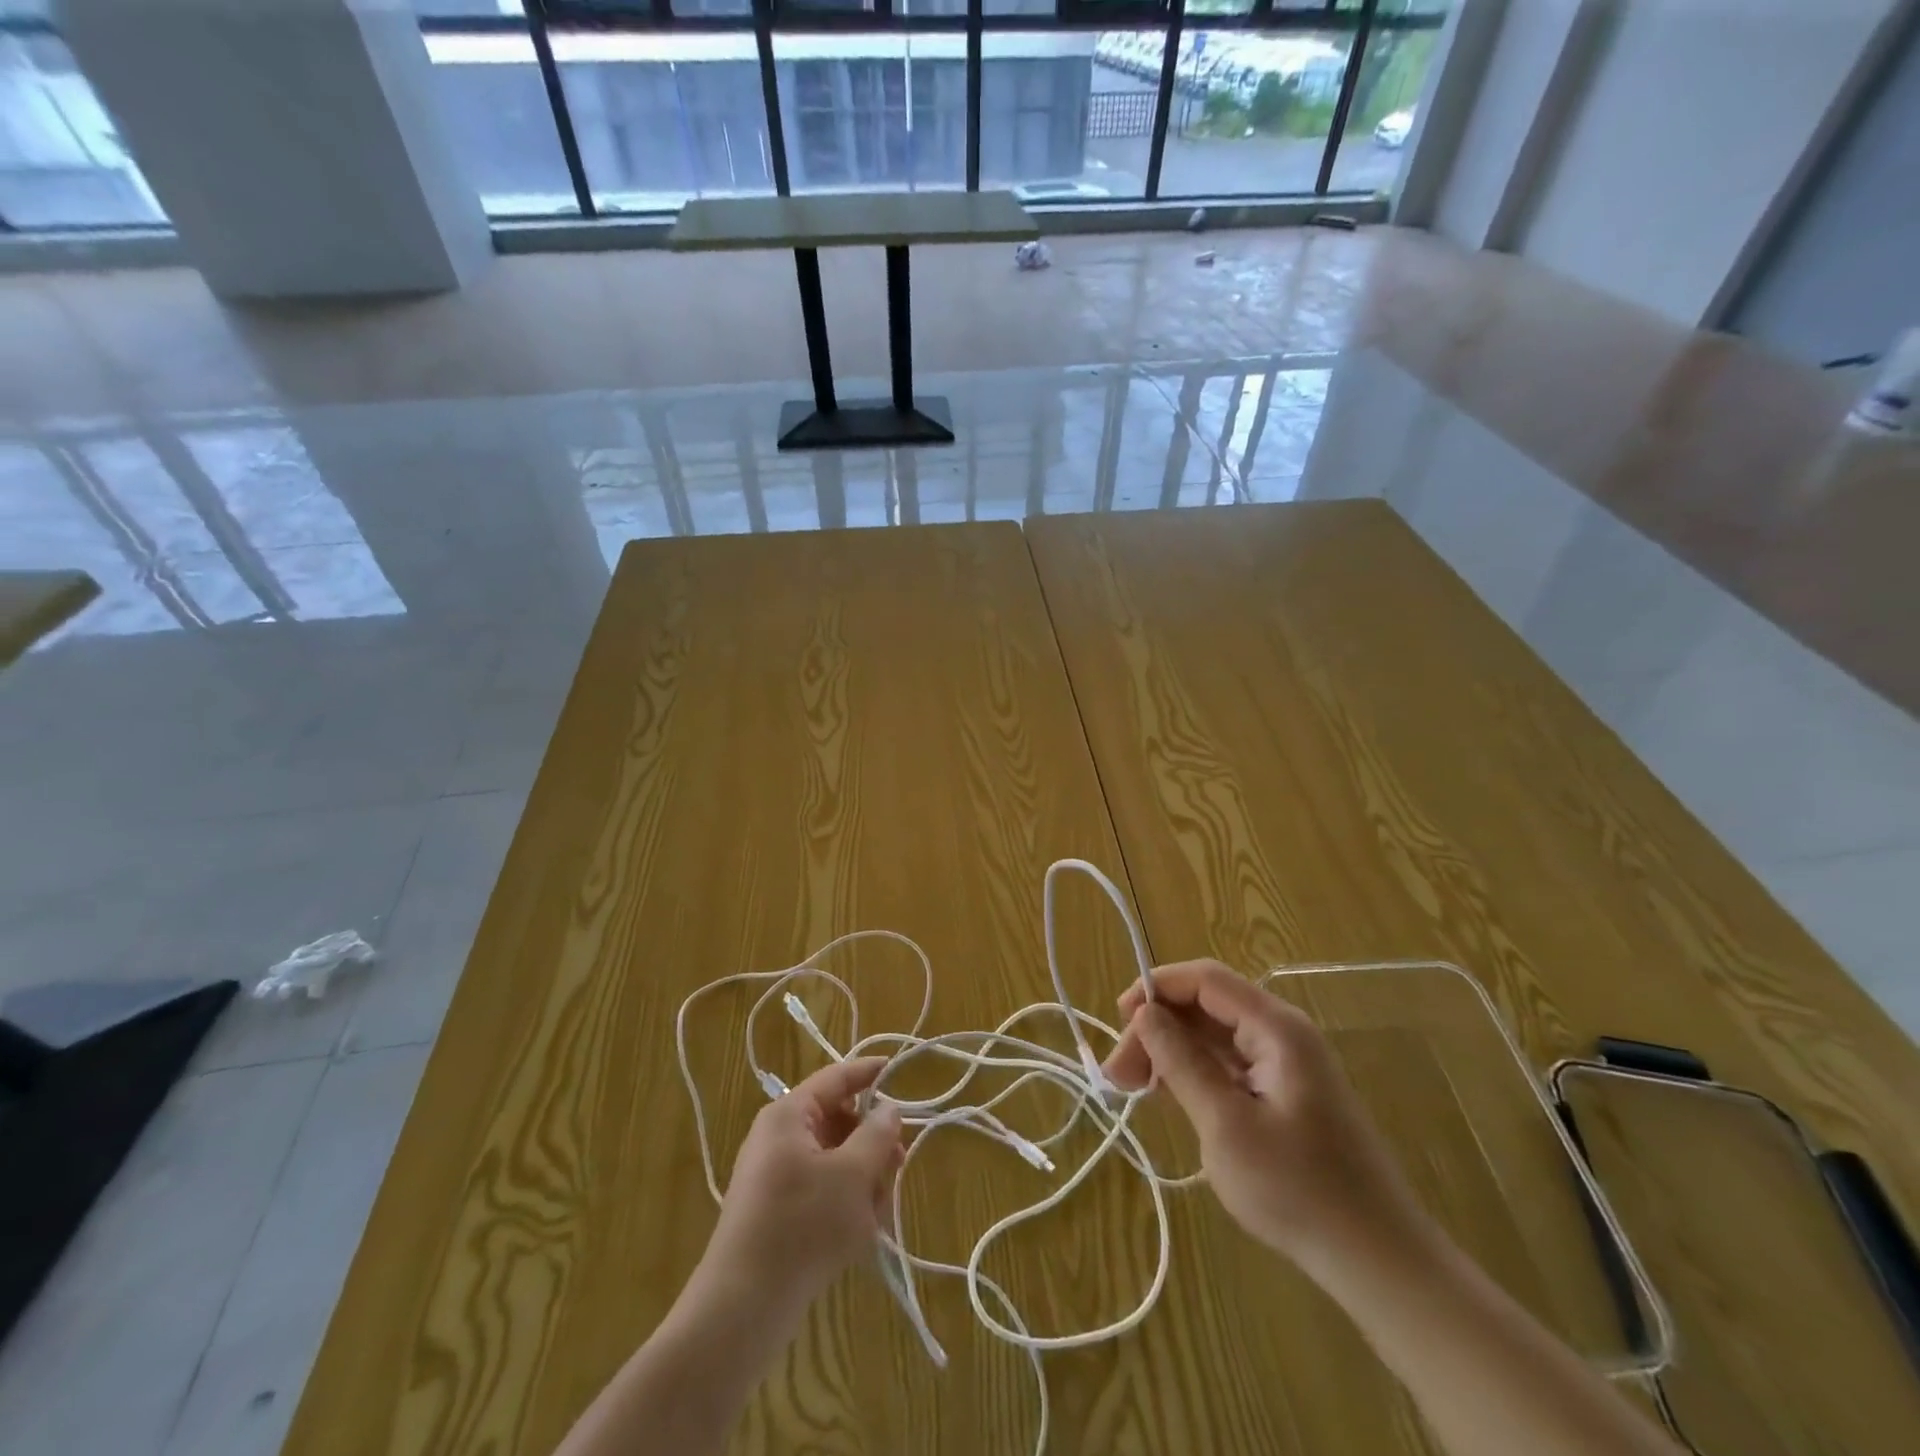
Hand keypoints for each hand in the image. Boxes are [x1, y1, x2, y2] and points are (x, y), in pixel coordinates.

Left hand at [702, 1058, 904, 1310]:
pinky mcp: (777, 1211)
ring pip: (834, 1159)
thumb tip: (889, 1108)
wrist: (740, 1310)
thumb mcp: (852, 1176)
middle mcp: (779, 1137)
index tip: (901, 1070)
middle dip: (871, 1142)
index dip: (870, 1072)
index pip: (837, 1078)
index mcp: (790, 1115)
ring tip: (875, 1213)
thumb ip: (877, 1135)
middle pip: (839, 1121)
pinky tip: (859, 1235)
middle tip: (898, 1165)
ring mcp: (775, 1176)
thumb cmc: (801, 1226)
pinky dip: (844, 1203)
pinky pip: (821, 1190)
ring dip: (862, 1178)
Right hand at [1102, 960, 1430, 1282]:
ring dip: (1170, 1051)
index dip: (1156, 987)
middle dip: (1157, 1028)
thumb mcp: (1225, 1124)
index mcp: (1276, 1028)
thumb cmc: (1298, 1189)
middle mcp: (1282, 1033)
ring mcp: (1285, 1063)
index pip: (1205, 979)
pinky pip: (1228, 1063)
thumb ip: (1182, 1062)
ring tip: (1133, 1087)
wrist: (1378, 1261)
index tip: (1119, 1020)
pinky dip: (1193, 1072)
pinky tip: (1167, 1096)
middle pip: (1205, 1005)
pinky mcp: (1284, 1092)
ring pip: (1213, 1035)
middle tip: (1119, 1074)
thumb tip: (1144, 1014)